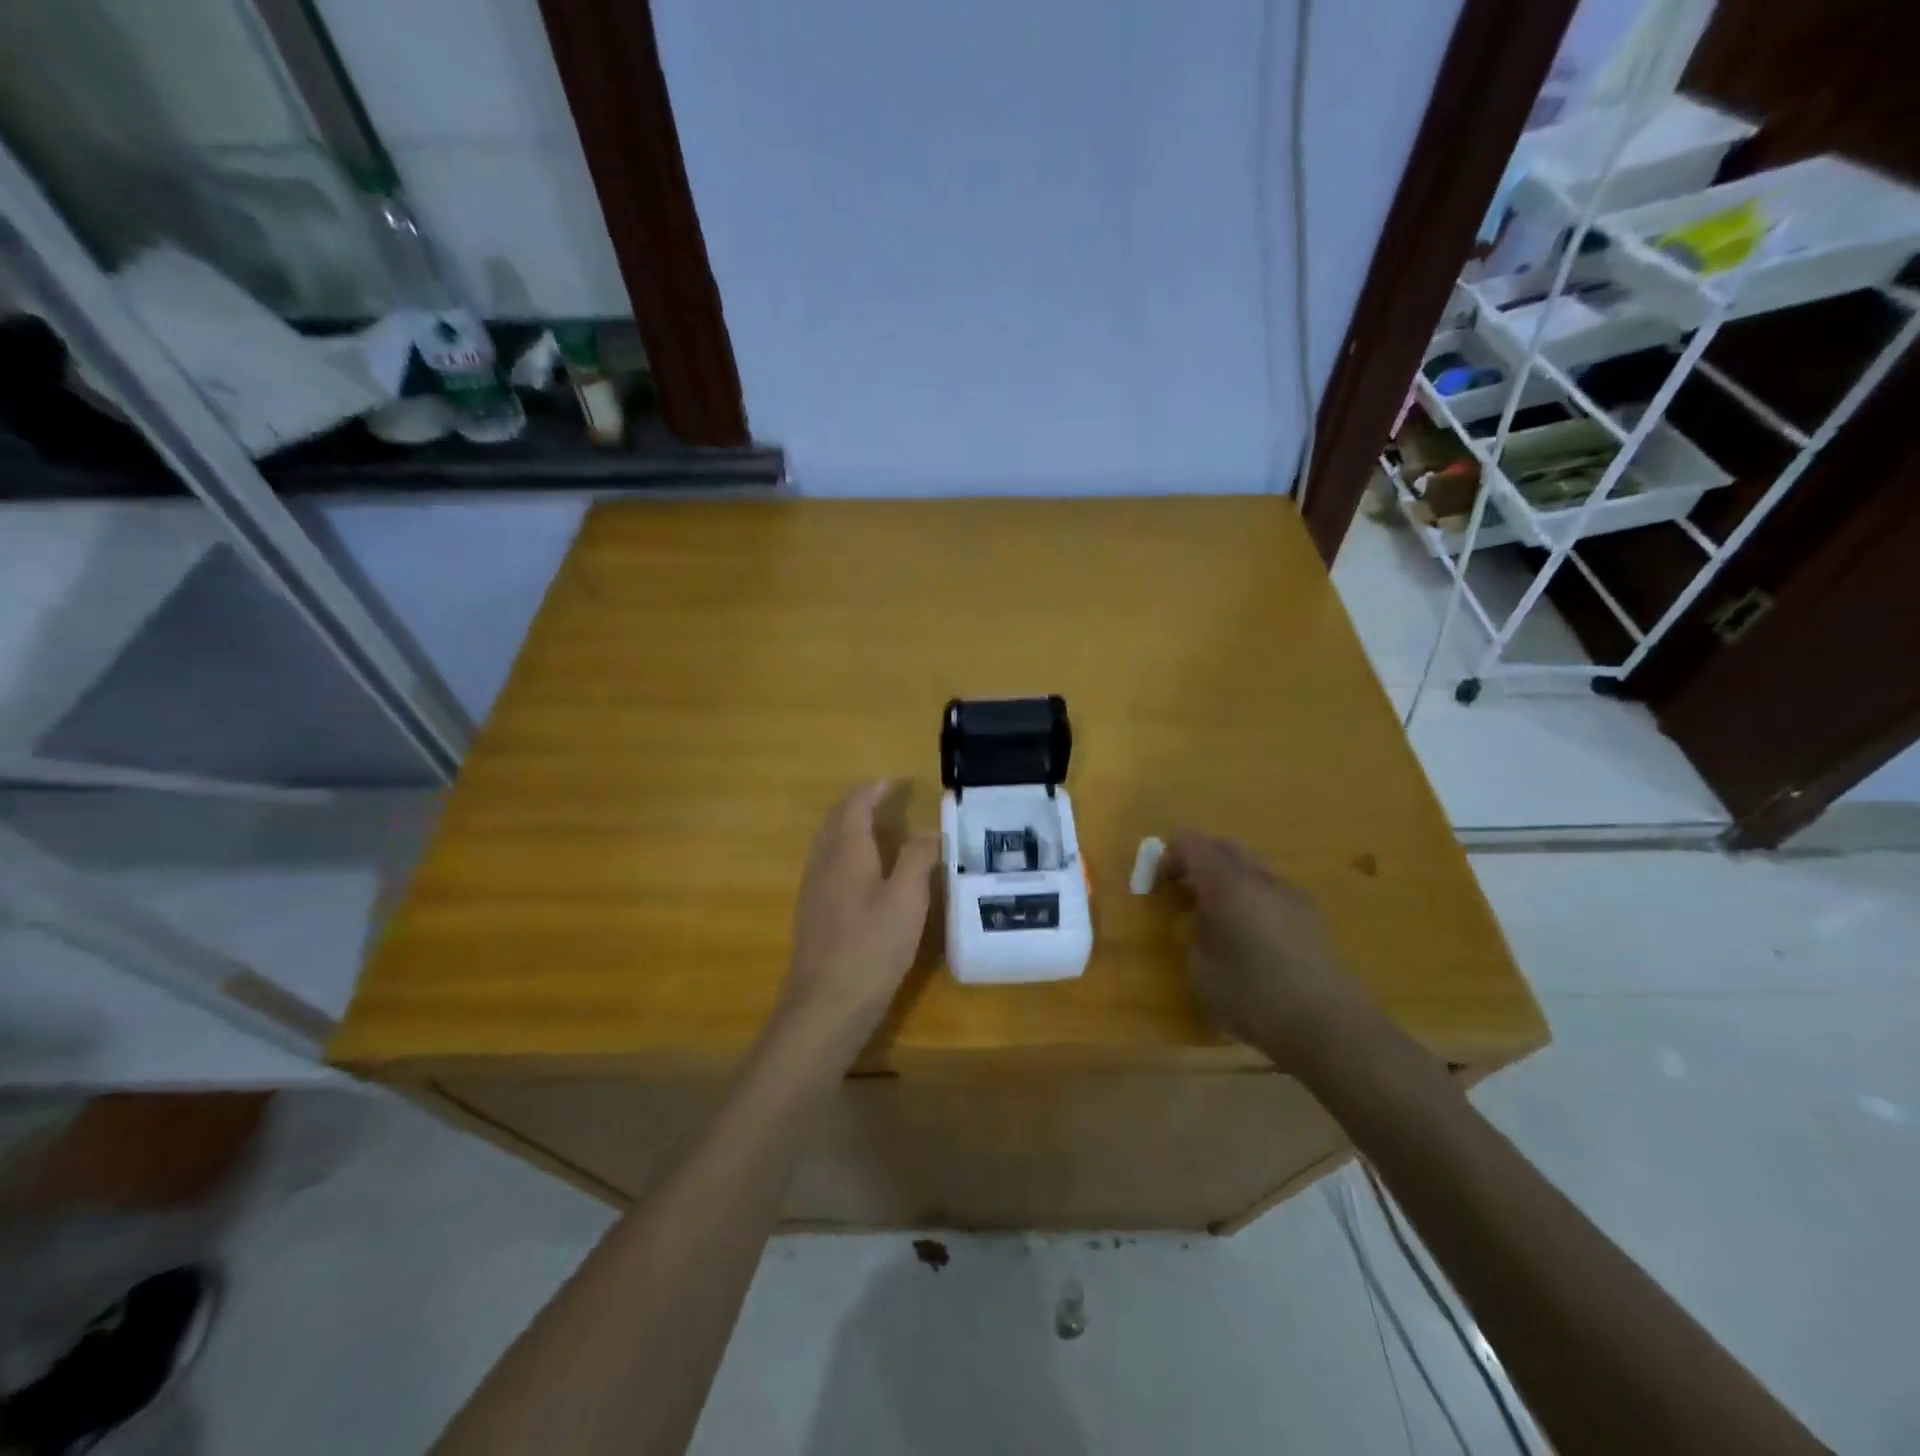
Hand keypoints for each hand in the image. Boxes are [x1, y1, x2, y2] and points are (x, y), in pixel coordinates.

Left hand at [778, 782, 940, 1060]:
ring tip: (873, 828)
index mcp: (846, 852)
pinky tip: (859, 873)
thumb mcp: (907, 900)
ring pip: (827, 844)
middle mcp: (824, 864)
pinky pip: (826, 866)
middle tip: (881, 798)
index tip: (891, 782)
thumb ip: (917, 859)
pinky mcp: (813, 915)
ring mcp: (813, 890)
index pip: (854, 807)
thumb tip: (929, 830)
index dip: (871, 791)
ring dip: (847, 827)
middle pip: (834, 822)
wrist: (826, 1005)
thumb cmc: (872, 947)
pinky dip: (843, 852)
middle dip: (855, 805)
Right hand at [1164, 831, 1369, 1070]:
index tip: (1157, 878)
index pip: (1192, 844)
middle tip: (1182, 887)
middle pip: (1225, 846)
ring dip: (1228, 875)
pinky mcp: (1310, 915)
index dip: (1170, 853)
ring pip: (1252, 865)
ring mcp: (1290, 894)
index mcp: (1226, 884)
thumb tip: (1204, 921)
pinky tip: (1248, 930)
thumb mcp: (1201, 971)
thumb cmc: (1253, 997)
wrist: (1328, 1025)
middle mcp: (1259, 878)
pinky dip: (1251, 894)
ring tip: (1215, 911)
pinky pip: (1271, 888)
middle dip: (1200, 857)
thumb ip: (1195, 934)